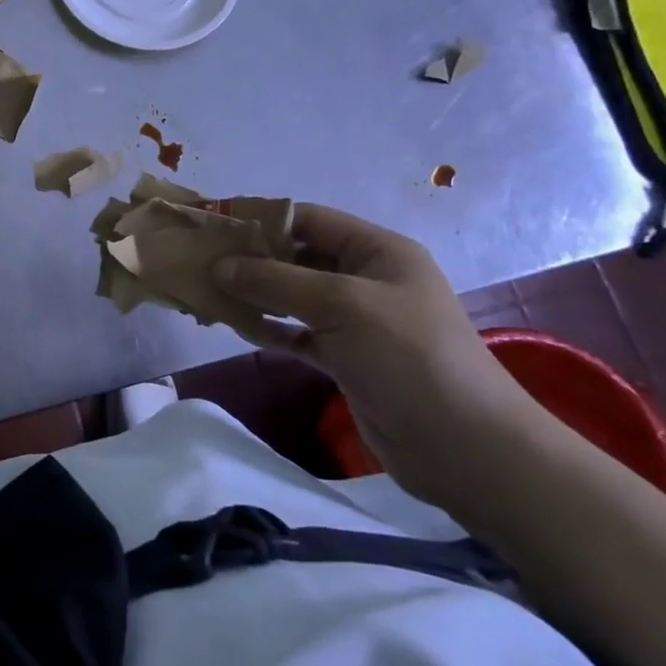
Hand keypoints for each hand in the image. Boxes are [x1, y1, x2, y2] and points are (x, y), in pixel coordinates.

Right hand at [212, 204, 548, 502]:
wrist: (465, 448)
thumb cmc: (409, 356)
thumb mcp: (341, 304)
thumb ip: (276, 280)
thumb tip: (219, 265)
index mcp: (377, 250)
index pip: (308, 219)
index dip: (260, 218)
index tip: (212, 224)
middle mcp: (366, 278)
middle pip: (297, 256)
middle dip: (251, 258)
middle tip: (200, 261)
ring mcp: (357, 321)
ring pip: (293, 296)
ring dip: (255, 294)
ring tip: (208, 293)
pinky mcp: (347, 358)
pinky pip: (297, 332)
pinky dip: (269, 328)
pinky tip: (237, 327)